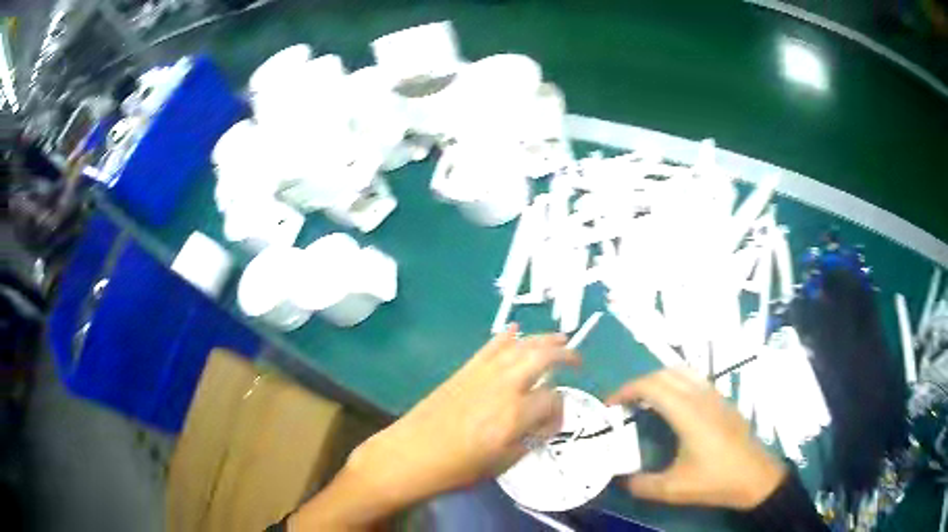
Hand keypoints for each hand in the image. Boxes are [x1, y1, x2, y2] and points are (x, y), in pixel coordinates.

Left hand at [350, 325, 577, 501]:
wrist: (411, 454)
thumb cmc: (458, 468)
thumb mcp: (503, 463)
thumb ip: (528, 439)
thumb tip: (541, 425)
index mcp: (516, 414)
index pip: (553, 400)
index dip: (559, 412)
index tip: (553, 425)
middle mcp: (504, 386)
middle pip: (542, 357)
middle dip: (565, 354)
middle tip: (577, 359)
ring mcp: (483, 374)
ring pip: (519, 346)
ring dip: (542, 339)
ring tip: (559, 338)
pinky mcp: (464, 370)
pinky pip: (490, 347)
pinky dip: (505, 336)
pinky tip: (515, 330)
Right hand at [607, 368, 785, 509]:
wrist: (755, 476)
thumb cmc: (716, 480)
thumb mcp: (674, 489)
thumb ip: (642, 484)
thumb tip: (622, 479)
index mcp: (687, 413)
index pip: (651, 386)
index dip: (626, 390)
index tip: (609, 405)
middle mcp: (701, 396)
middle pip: (665, 373)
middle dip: (639, 383)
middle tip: (624, 404)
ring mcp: (715, 395)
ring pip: (682, 372)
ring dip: (659, 380)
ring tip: (646, 401)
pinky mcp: (723, 401)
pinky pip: (695, 380)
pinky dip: (676, 383)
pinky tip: (674, 407)